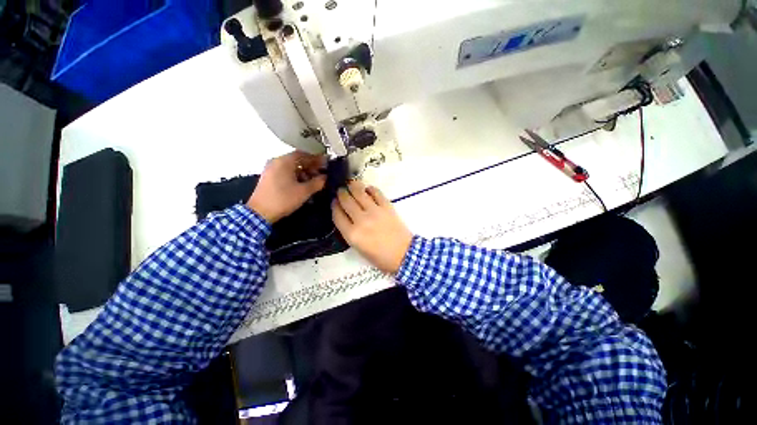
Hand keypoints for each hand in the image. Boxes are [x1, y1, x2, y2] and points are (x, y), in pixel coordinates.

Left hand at [247, 151, 326, 222]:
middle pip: (296, 160)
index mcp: (285, 161)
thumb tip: (325, 178)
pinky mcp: (267, 178)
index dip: (316, 159)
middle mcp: (276, 161)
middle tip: (319, 174)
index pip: (304, 154)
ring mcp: (270, 169)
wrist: (259, 213)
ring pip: (289, 167)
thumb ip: (317, 183)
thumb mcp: (303, 192)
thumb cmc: (282, 200)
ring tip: (311, 183)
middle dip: (309, 167)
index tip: (325, 165)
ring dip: (301, 173)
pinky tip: (299, 186)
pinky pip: (283, 172)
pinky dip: (292, 176)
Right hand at [332, 181, 412, 273]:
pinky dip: (370, 189)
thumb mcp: (358, 249)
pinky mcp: (387, 206)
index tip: (334, 202)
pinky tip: (367, 189)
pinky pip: (375, 192)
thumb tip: (346, 217)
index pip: (337, 214)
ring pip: (359, 192)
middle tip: (341, 190)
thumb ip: (349, 232)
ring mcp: (374, 211)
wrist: (403, 255)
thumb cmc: (380, 257)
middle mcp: (361, 220)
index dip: (334, 206)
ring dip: (353, 186)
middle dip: (341, 193)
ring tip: (351, 184)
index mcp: (352, 234)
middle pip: (346, 200)